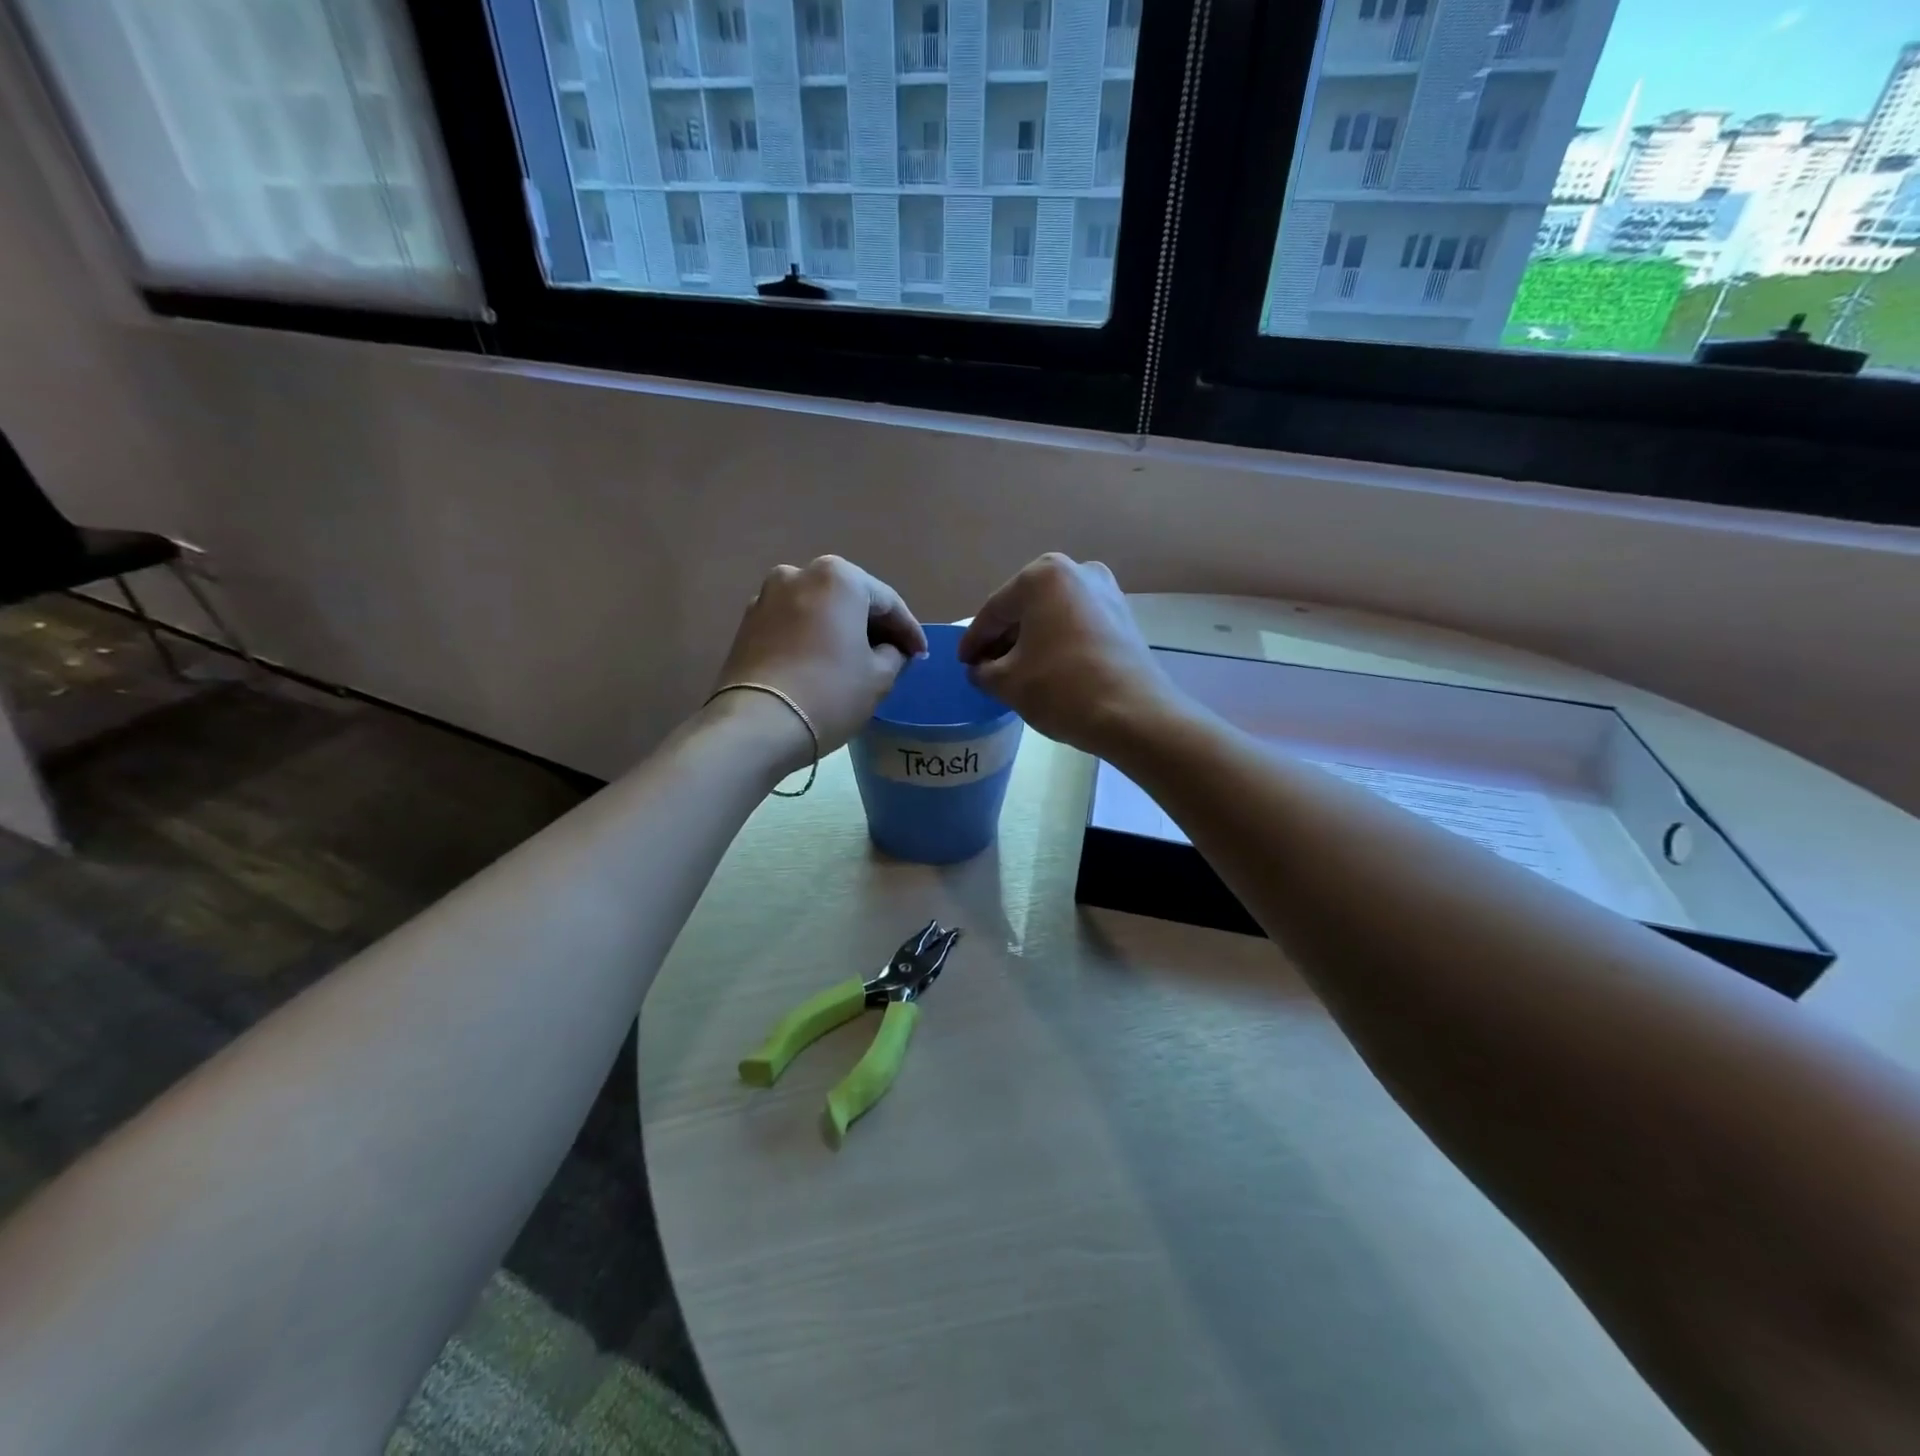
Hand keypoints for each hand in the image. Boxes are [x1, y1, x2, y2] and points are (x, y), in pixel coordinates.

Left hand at [711, 556, 927, 763]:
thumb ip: (894, 654)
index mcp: (839, 578)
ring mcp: (768, 596)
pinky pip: (793, 624)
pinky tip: (824, 661)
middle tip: (895, 654)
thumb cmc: (830, 694)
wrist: (757, 724)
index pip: (887, 602)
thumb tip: (891, 650)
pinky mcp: (747, 622)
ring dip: (841, 629)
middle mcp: (799, 573)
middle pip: (850, 599)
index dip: (909, 631)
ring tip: (857, 659)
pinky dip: (813, 637)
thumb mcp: (879, 677)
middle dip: (873, 626)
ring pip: (819, 609)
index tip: (921, 655)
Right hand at [958, 554, 1181, 756]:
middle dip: (1004, 638)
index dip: (974, 640)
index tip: (962, 663)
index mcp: (1042, 576)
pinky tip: (1047, 668)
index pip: (995, 610)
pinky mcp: (1123, 615)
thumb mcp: (1007, 682)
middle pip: (1025, 608)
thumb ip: (983, 670)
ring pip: (1052, 615)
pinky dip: (1057, 642)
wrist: (1134, 714)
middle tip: (985, 666)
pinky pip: (1076, 624)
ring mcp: (1106, 591)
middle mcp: (1077, 571)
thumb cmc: (1062, 689)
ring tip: (1014, 671)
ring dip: (1031, 640)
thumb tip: (980, 668)